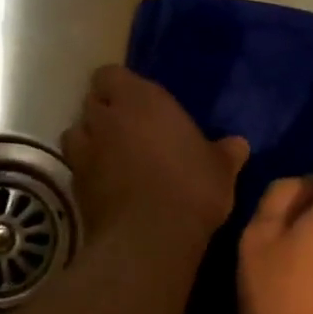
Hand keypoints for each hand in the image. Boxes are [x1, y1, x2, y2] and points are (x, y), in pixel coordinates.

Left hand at [62, 66, 247, 248]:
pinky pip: (77, 168)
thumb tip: (238, 145)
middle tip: (131, 130)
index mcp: (139, 99)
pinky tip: (110, 187)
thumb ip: (225, 152)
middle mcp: (105, 118)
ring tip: (112, 157)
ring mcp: (84, 151)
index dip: (120, 87)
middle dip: (106, 113)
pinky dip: (88, 172)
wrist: (149, 239)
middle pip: (92, 102)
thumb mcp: (220, 169)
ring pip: (77, 133)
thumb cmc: (190, 188)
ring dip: (90, 140)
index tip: (138, 102)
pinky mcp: (74, 185)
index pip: (110, 74)